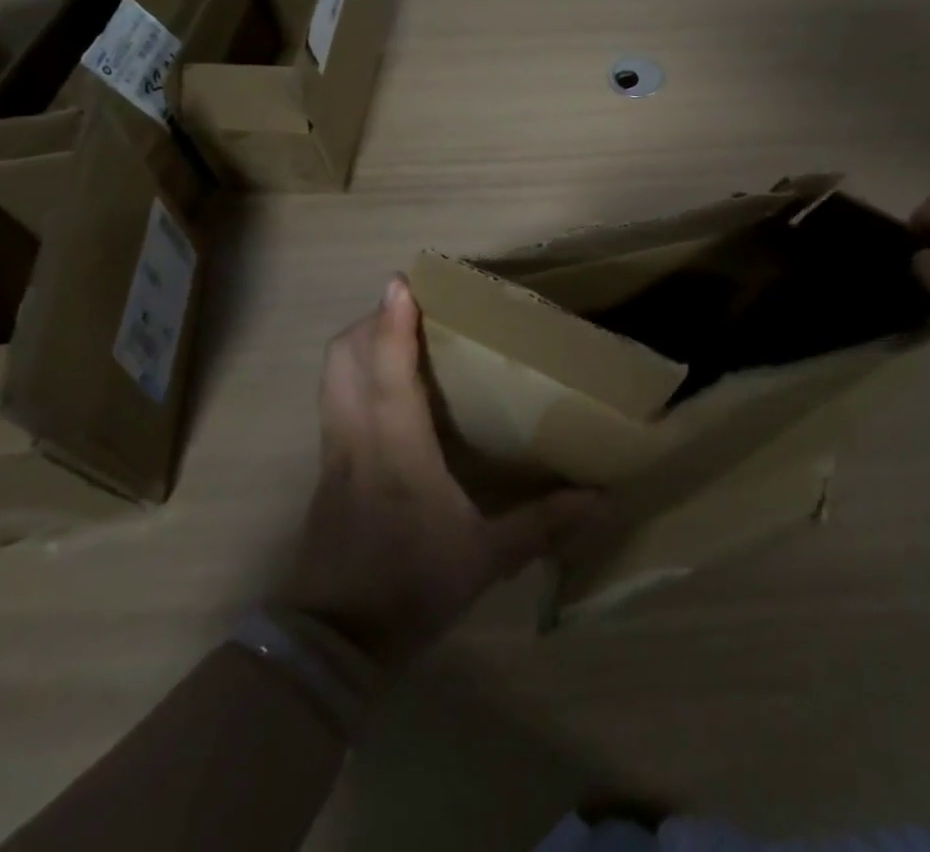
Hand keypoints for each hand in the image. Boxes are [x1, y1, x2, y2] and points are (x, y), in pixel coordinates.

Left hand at [275, 278, 599, 670]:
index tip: (401, 281)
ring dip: (359, 343)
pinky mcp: (326, 469)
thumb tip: (602, 499)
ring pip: (332, 376)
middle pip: (344, 358)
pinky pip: (334, 401)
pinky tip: (388, 391)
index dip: (391, 322)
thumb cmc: (408, 589)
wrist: (331, 647)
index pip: (387, 370)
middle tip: (411, 306)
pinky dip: (355, 374)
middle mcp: (358, 438)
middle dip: (372, 320)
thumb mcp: (485, 559)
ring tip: (398, 335)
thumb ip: (543, 524)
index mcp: (396, 448)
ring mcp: (335, 452)